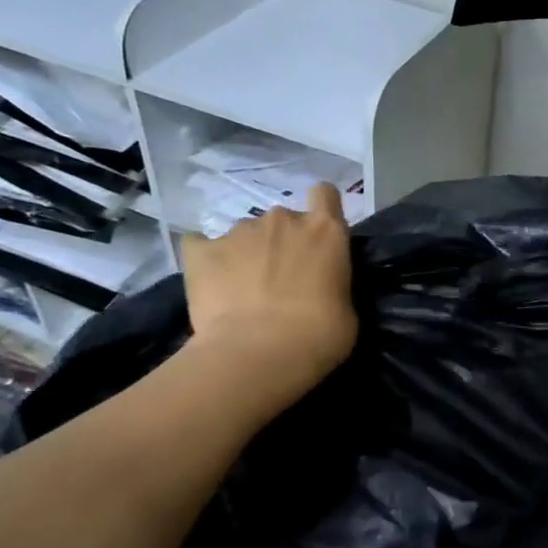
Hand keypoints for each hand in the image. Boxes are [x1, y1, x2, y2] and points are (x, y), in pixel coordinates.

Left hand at [179, 183, 356, 400]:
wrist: (259, 353)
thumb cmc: (319, 335)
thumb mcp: (346, 309)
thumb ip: (333, 284)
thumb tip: (318, 286)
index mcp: (326, 231)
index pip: (325, 194)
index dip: (320, 209)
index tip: (317, 235)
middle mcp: (284, 220)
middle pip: (284, 220)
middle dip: (282, 242)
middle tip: (280, 280)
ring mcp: (239, 231)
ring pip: (245, 234)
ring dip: (247, 254)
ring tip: (242, 292)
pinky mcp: (201, 250)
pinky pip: (201, 246)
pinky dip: (207, 260)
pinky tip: (210, 285)